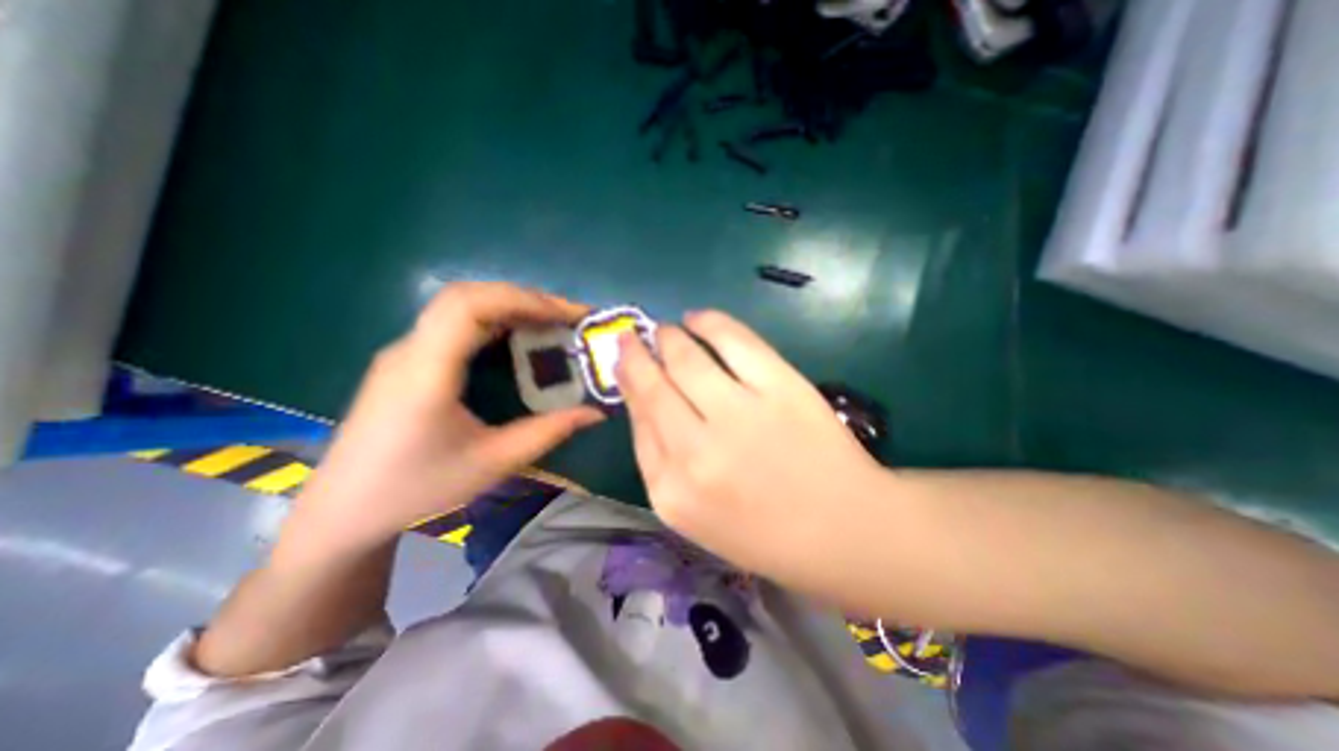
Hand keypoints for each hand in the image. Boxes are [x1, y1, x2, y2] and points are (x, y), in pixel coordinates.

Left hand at [293, 285, 608, 555]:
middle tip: (569, 318)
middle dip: (525, 299)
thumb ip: (549, 432)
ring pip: (461, 306)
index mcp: (425, 372)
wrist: (343, 512)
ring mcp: (406, 352)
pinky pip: (456, 325)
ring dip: (512, 307)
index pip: (469, 306)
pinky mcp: (409, 361)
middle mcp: (410, 349)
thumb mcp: (494, 463)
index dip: (524, 300)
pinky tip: (519, 339)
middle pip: (467, 296)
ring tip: (553, 323)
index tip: (568, 315)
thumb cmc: (417, 489)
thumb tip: (596, 412)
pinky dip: (496, 321)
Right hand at [612, 307, 879, 582]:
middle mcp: (696, 452)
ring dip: (667, 336)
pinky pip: (733, 341)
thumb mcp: (694, 515)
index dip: (628, 384)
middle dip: (635, 355)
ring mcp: (739, 415)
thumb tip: (642, 402)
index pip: (639, 421)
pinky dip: (709, 322)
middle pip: (653, 387)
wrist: (842, 531)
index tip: (623, 364)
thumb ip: (661, 463)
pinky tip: (696, 318)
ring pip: (685, 358)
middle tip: (630, 338)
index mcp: (671, 491)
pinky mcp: (779, 388)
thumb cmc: (764, 532)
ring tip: (664, 330)